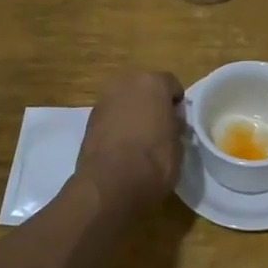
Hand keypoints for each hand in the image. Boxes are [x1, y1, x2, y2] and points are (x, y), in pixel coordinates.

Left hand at [76, 70, 184, 209]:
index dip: (176, 104)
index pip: (172, 84)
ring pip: (125, 101)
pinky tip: (121, 147)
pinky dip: (116, 125)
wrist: (111, 184)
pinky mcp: (89, 119)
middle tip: (159, 128)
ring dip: (132, 113)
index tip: (178, 123)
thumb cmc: (154, 160)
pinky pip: (110, 116)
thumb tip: (171, 120)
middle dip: (151, 103)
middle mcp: (126, 83)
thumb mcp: (178, 143)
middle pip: (144, 88)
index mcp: (153, 82)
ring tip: (139, 140)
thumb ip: (175, 124)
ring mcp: (104, 100)